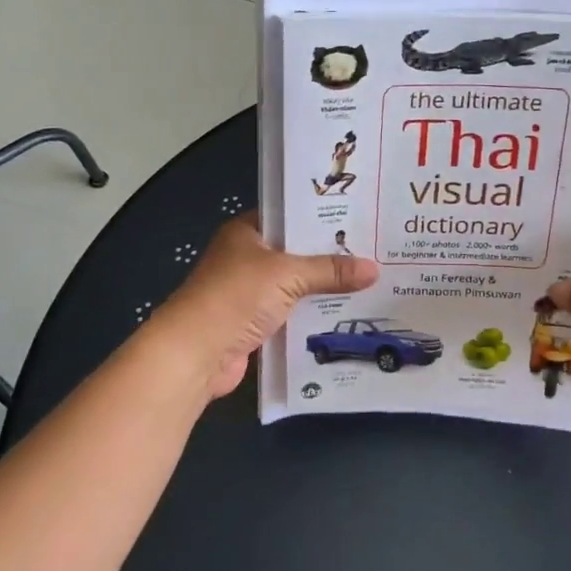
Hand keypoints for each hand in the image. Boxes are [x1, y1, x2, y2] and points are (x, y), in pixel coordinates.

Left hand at [152, 214, 379, 398]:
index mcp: (247, 232)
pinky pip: (293, 314)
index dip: (323, 218)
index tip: (361, 219)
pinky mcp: (255, 324)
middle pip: (297, 253)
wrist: (194, 354)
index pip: (291, 216)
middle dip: (331, 257)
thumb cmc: (235, 297)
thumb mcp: (288, 275)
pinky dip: (314, 316)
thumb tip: (374, 269)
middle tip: (376, 252)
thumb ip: (330, 271)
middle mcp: (247, 258)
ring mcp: (250, 293)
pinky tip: (347, 315)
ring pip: (296, 286)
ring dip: (324, 290)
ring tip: (371, 283)